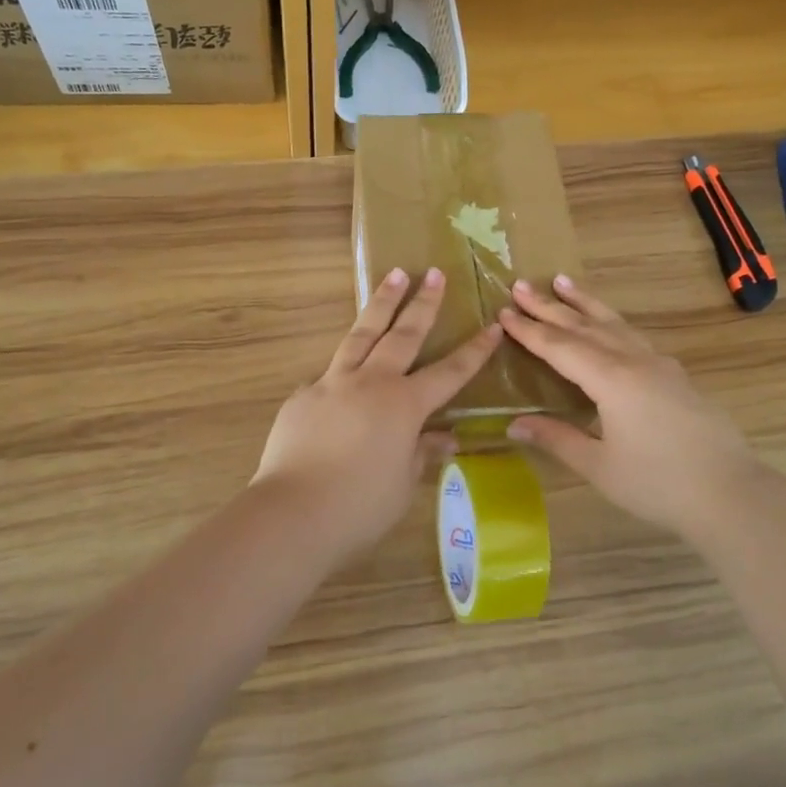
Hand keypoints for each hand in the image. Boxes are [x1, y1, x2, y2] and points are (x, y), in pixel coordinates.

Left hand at [253, 267, 501, 558]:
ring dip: (381, 304)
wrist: (293, 512)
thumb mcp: (403, 483)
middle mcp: (371, 383)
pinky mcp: (302, 396)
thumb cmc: (359, 506)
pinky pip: (327, 374)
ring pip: (361, 334)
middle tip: (434, 274)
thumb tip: (445, 438)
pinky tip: (340, 376)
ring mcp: (332, 384)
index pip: (449, 372)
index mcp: (404, 405)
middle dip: (423, 304)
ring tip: (394, 275)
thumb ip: (422, 453)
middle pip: (402, 335)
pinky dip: (341, 367)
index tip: (492, 326)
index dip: (474, 351)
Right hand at [499, 275, 762, 544]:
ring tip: (562, 281)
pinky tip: (610, 325)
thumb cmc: (658, 484)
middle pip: (584, 326)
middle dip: (549, 306)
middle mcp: (634, 361)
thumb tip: (514, 424)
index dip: (529, 330)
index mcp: (611, 380)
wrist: (731, 493)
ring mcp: (659, 365)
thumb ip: (557, 438)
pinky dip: (612, 322)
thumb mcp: (599, 466)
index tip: (504, 311)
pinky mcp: (675, 376)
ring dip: (585, 302)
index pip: (560, 347)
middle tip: (520, 284)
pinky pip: (634, 337)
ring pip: (614, 323)